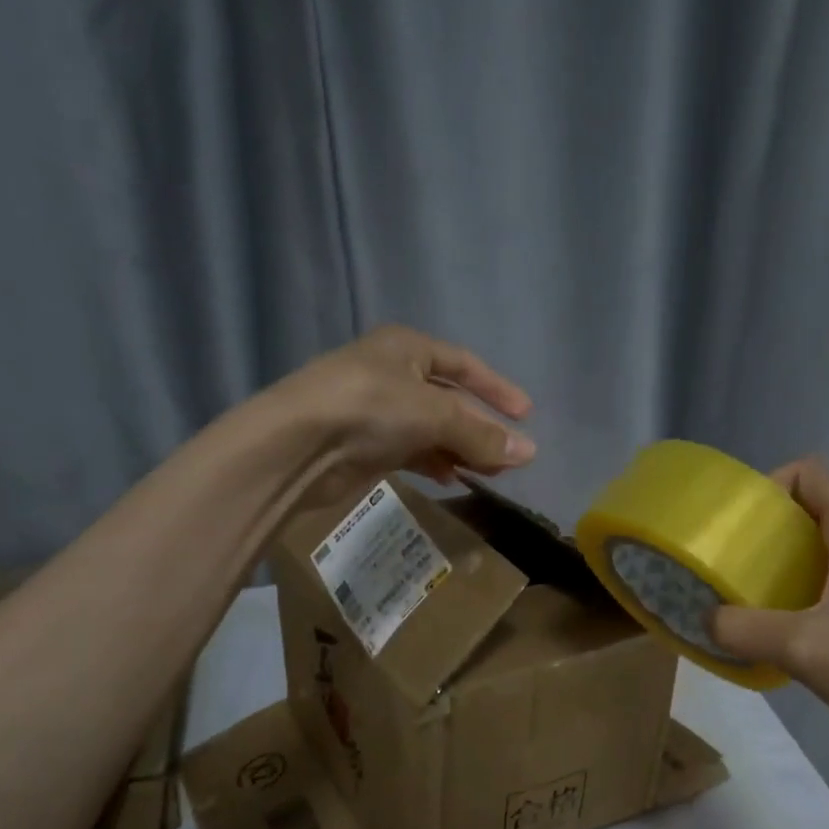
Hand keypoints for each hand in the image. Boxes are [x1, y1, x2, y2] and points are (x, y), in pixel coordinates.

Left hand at [272, 325, 535, 506]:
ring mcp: (378, 411)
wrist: (298, 446)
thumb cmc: (371, 408)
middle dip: (481, 428)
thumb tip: (529, 452)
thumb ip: (481, 434)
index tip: (526, 416)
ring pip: (433, 430)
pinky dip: (435, 463)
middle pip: (450, 401)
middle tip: (511, 458)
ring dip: (462, 450)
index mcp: (407, 347)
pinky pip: (413, 452)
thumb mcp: (434, 414)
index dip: (496, 389)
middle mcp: (393, 374)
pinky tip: (453, 480)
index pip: (464, 364)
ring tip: (490, 474)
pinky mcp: (367, 446)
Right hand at [709, 458, 828, 794]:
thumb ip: (743, 630)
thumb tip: (708, 621)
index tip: (741, 527)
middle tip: (739, 573)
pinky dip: (823, 595)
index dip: (770, 486)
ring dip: (797, 570)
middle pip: (822, 513)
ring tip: (764, 608)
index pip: (812, 474)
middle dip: (774, 536)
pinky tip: (808, 640)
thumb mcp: (803, 651)